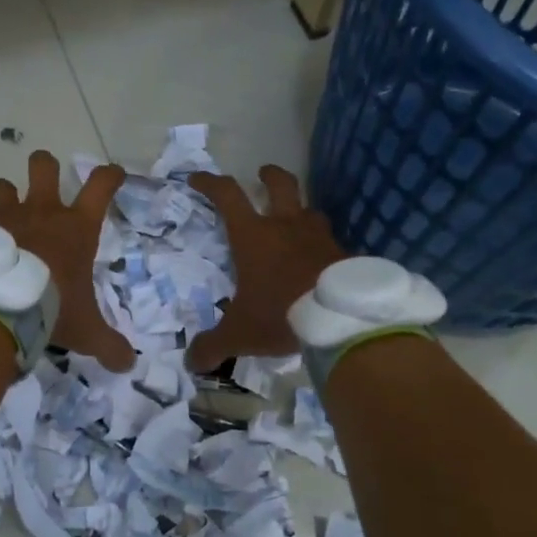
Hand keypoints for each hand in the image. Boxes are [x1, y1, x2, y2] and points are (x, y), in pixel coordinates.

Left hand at [0, 150, 134, 371]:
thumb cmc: (51, 309)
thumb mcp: (85, 331)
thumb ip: (107, 345)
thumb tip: (128, 365)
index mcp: (75, 228)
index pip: (101, 186)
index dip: (109, 175)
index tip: (113, 173)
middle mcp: (40, 212)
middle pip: (44, 166)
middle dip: (45, 166)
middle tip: (45, 183)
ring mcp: (2, 216)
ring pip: (0, 184)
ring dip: (2, 195)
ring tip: (0, 217)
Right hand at [186, 165, 345, 371]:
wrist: (340, 318)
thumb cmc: (280, 314)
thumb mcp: (240, 333)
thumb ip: (213, 346)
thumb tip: (191, 363)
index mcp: (253, 235)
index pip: (227, 195)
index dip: (210, 183)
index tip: (197, 179)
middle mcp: (287, 226)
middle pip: (280, 184)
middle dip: (269, 175)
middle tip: (263, 173)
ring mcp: (319, 236)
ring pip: (310, 210)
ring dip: (300, 211)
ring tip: (296, 222)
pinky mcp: (344, 253)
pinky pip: (331, 241)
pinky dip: (323, 246)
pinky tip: (322, 261)